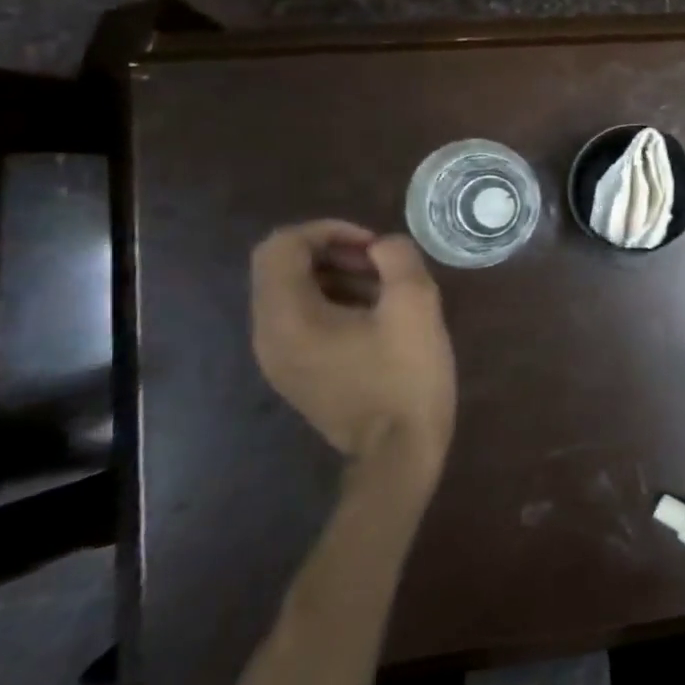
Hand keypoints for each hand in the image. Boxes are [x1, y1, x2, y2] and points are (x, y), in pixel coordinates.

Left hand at [251, 220, 457, 473]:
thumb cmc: (406, 378)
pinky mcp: (297, 374)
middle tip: (382, 263)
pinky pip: (302, 320)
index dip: (327, 230)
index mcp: (288, 317)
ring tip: (386, 288)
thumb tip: (382, 247)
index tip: (373, 244)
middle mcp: (268, 336)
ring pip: (293, 293)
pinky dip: (333, 303)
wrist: (399, 454)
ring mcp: (278, 359)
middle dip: (333, 252)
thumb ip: (398, 259)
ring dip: (336, 276)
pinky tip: (376, 318)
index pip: (281, 246)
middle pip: (282, 268)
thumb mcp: (416, 307)